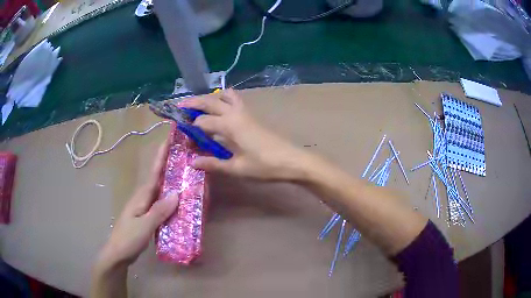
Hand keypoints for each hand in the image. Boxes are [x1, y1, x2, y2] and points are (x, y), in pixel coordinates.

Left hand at [96, 141, 178, 267]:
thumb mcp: (144, 225)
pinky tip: (179, 203)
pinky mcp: (147, 216)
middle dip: (168, 165)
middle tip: (185, 156)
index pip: (154, 172)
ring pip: (160, 191)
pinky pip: (161, 204)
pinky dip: (169, 199)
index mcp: (141, 196)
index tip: (169, 140)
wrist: (118, 253)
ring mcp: (144, 207)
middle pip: (158, 178)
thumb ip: (159, 210)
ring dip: (170, 182)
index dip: (161, 156)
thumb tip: (177, 193)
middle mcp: (143, 198)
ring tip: (186, 176)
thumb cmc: (129, 238)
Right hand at [178, 89, 310, 180]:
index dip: (191, 130)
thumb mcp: (237, 168)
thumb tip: (193, 162)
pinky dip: (224, 100)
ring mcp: (245, 112)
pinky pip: (235, 100)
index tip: (184, 140)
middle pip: (210, 101)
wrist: (293, 160)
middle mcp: (235, 113)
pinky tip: (221, 112)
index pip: (202, 122)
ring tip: (201, 107)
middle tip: (180, 107)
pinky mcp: (252, 115)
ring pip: (225, 95)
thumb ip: (213, 163)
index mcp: (229, 125)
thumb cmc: (265, 166)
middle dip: (194, 103)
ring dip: (211, 97)